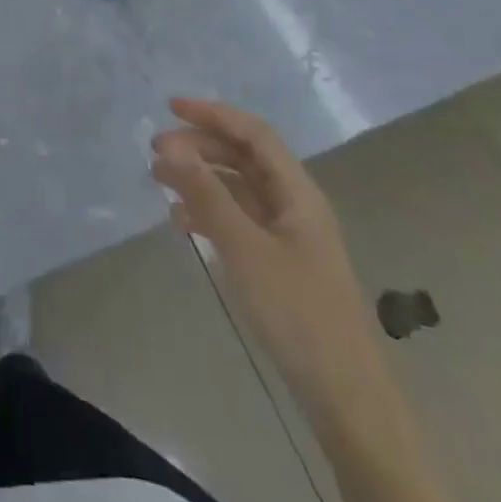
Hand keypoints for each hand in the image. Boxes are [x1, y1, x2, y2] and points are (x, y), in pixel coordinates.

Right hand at [151, 98, 382, 422]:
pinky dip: (209, 210)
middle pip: (245, 157)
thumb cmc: (297, 313)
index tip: (170, 107)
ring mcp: (289, 234)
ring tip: (159, 180)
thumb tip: (171, 147)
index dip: (213, 114)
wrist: (344, 394)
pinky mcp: (279, 261)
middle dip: (200, 146)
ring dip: (201, 177)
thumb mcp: (244, 248)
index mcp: (298, 193)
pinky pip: (239, 219)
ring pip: (239, 187)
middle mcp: (295, 204)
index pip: (254, 134)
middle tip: (156, 151)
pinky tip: (180, 221)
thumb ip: (207, 195)